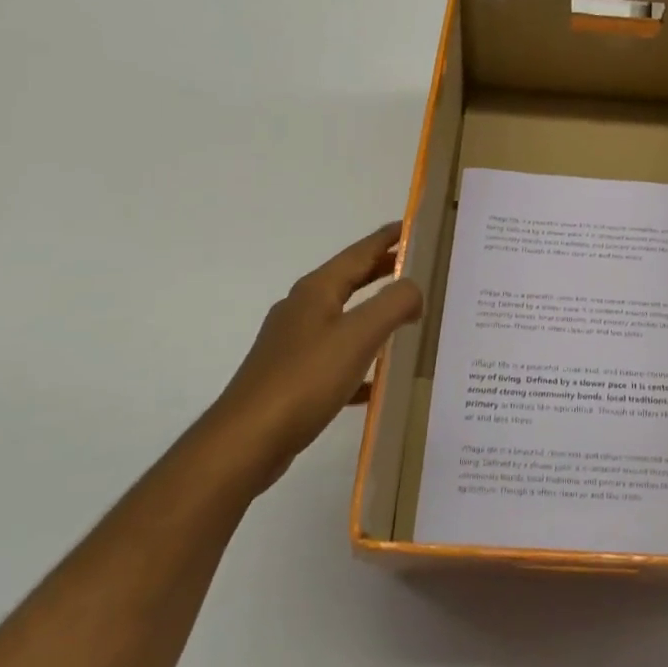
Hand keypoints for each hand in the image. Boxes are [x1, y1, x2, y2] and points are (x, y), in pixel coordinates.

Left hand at [208, 221, 422, 492]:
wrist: (247, 440)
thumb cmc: (305, 379)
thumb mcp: (358, 335)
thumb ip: (393, 304)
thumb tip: (414, 289)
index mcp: (316, 291)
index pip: (359, 252)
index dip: (388, 238)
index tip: (414, 225)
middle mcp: (303, 309)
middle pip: (350, 280)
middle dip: (383, 271)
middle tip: (421, 268)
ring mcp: (294, 344)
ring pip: (344, 318)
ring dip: (375, 313)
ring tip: (408, 317)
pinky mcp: (293, 377)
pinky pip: (337, 357)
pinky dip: (362, 358)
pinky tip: (379, 381)